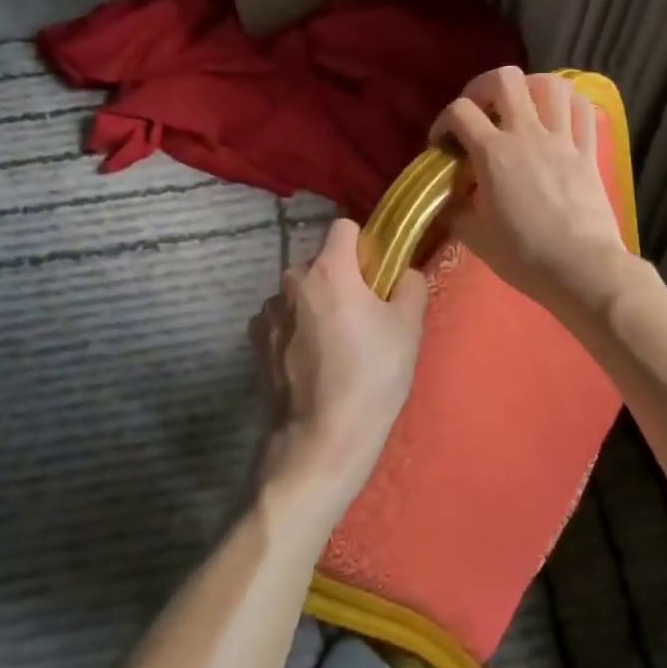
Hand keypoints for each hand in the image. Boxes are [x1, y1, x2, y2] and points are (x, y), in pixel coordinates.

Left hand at [249, 218, 428, 510]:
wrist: (321, 440)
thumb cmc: (371, 376)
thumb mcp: (408, 328)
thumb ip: (410, 285)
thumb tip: (403, 272)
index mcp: (329, 269)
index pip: (344, 227)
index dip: (364, 245)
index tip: (376, 274)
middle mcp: (291, 280)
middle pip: (322, 264)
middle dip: (341, 280)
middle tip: (363, 319)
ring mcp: (268, 312)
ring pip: (301, 294)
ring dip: (316, 306)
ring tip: (335, 348)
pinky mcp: (256, 341)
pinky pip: (283, 320)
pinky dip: (296, 330)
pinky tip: (311, 364)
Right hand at [430, 66, 631, 316]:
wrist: (582, 270)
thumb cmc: (524, 255)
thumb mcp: (475, 236)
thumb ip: (454, 209)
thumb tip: (447, 197)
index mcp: (493, 153)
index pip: (459, 111)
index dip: (444, 121)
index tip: (443, 144)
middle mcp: (526, 134)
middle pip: (505, 79)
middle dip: (484, 87)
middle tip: (479, 110)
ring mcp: (562, 139)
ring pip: (550, 85)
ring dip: (530, 88)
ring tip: (520, 107)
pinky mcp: (588, 151)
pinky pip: (582, 110)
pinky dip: (567, 103)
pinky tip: (556, 116)